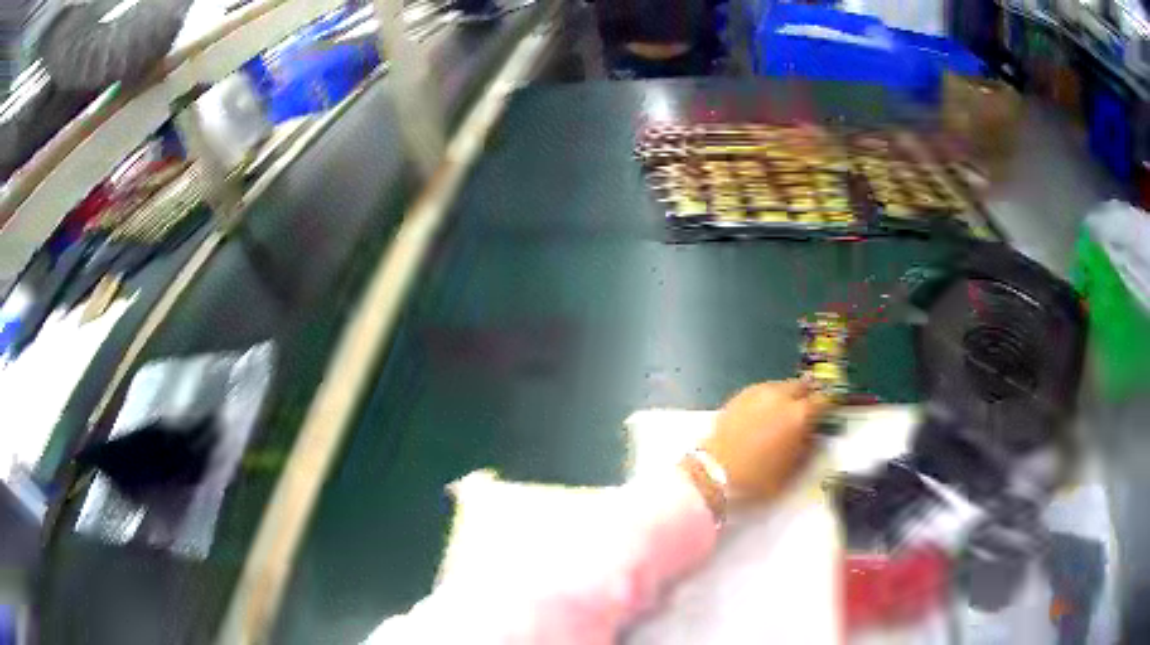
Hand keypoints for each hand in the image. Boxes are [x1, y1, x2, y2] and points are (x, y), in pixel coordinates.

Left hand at [702, 381, 828, 501]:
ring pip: (782, 385)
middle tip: (806, 410)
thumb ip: (809, 447)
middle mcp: (781, 396)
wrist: (715, 471)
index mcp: (799, 414)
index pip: (824, 401)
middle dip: (808, 395)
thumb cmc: (758, 477)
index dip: (828, 406)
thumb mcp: (793, 469)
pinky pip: (763, 390)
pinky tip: (765, 412)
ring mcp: (759, 392)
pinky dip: (769, 398)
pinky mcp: (741, 394)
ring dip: (788, 394)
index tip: (828, 413)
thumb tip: (814, 434)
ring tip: (784, 411)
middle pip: (803, 386)